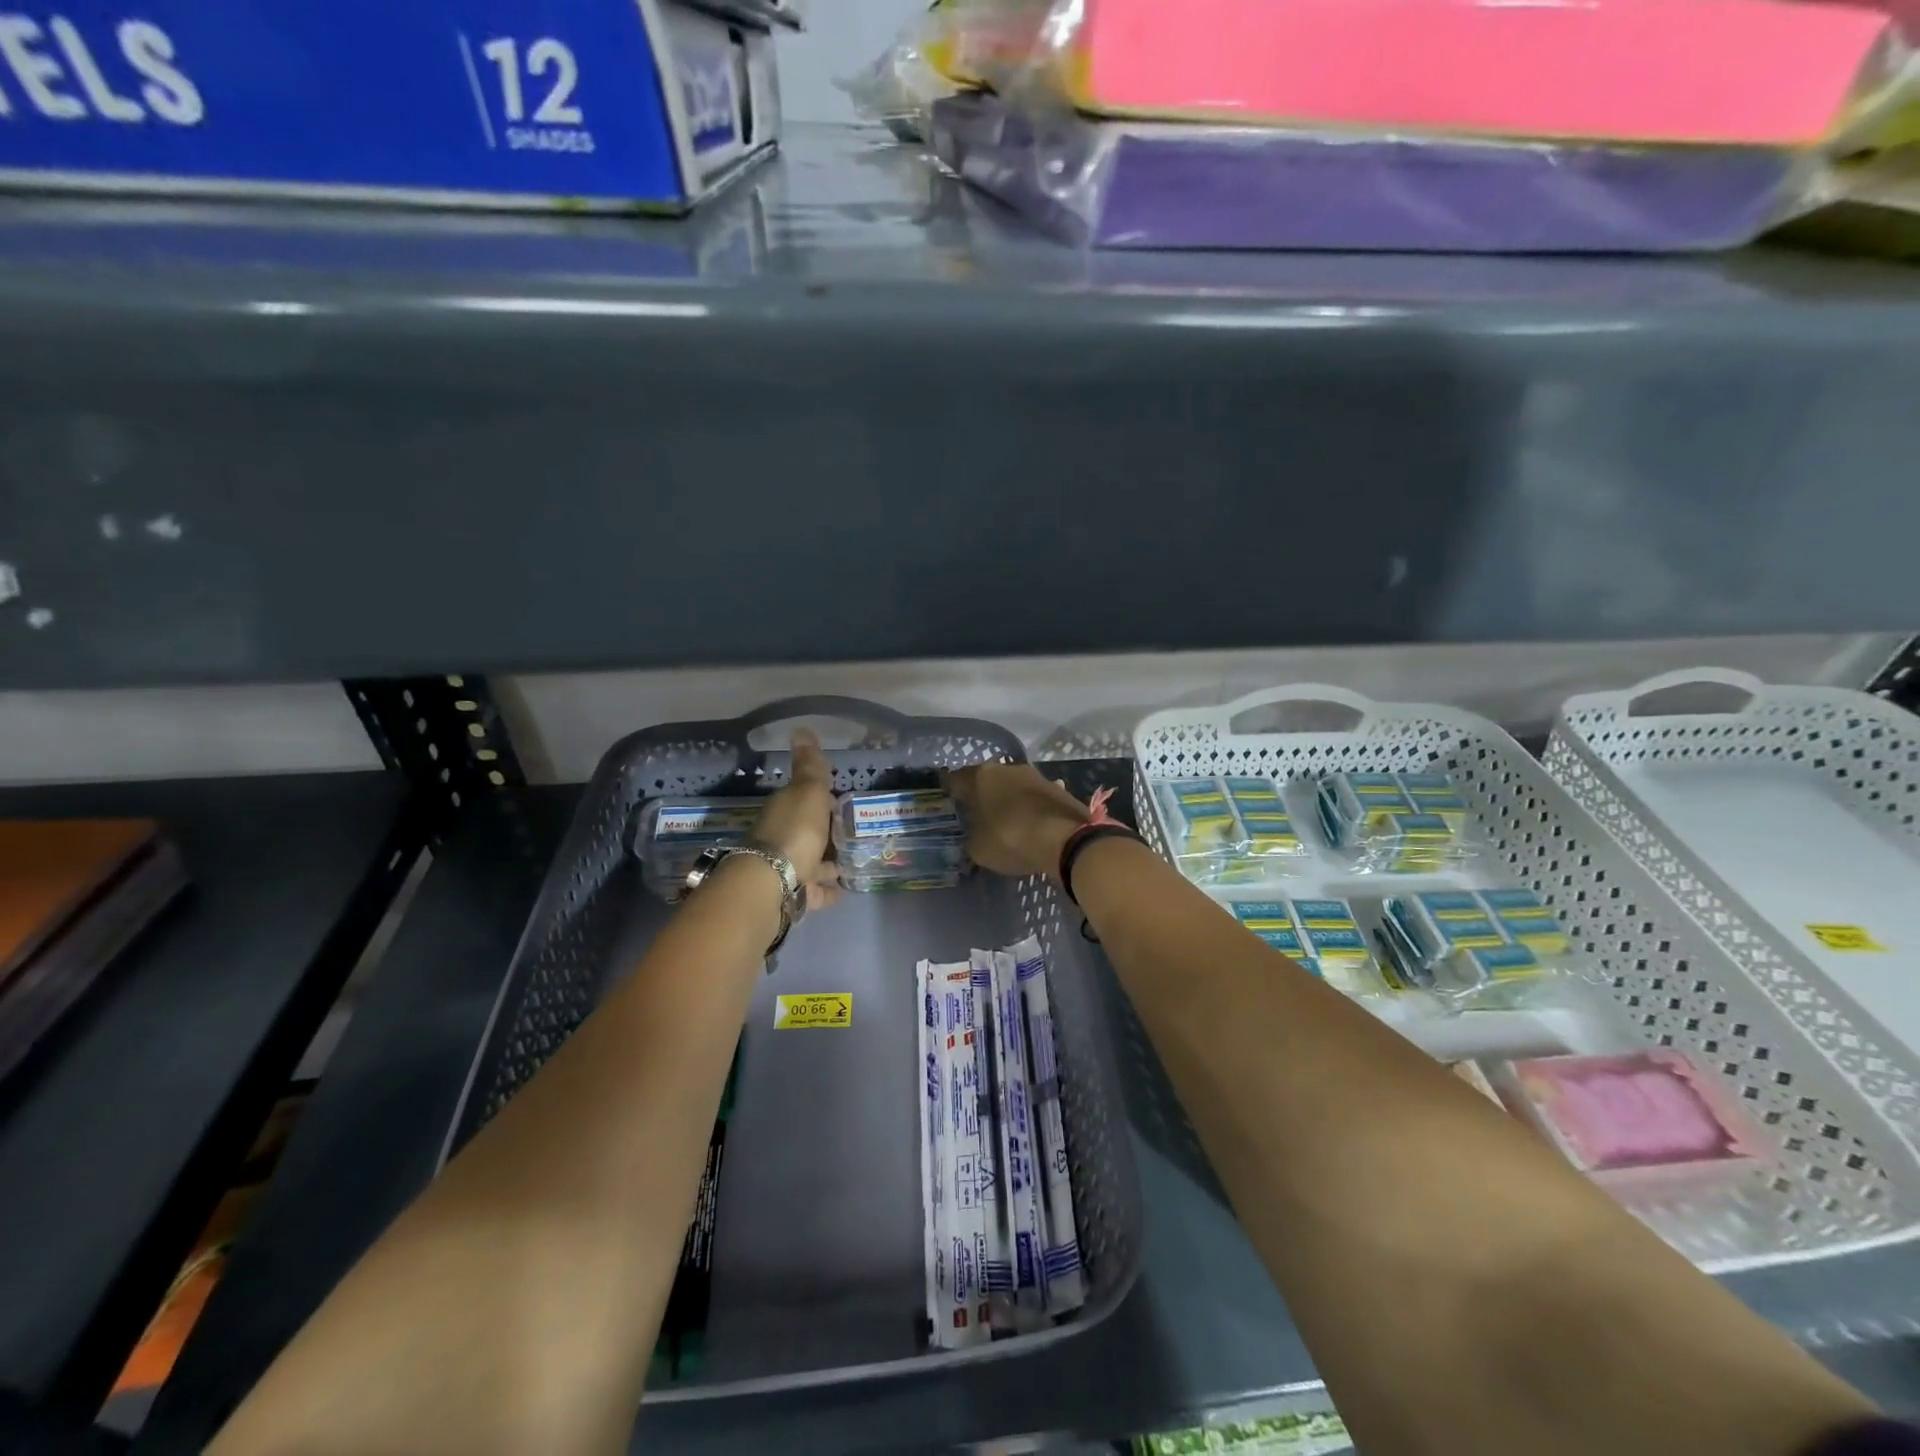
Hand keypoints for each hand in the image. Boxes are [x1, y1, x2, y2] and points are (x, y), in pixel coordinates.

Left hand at [752, 731, 840, 909]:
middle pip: (806, 833)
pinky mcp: (792, 896)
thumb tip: (801, 729)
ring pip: (809, 863)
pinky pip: (813, 891)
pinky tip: (842, 891)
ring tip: (849, 864)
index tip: (839, 802)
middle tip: (848, 835)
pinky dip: (826, 890)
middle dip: (823, 834)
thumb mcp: (808, 792)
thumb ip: (809, 766)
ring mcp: (785, 869)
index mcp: (784, 810)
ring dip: (825, 863)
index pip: (802, 801)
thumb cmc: (795, 831)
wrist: (772, 883)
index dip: (820, 800)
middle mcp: (780, 838)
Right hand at [943, 763, 1090, 879]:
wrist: (1067, 839)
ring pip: (1012, 787)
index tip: (946, 804)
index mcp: (981, 776)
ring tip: (1003, 820)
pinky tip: (1029, 825)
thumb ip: (970, 840)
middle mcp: (1007, 768)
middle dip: (980, 795)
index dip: (949, 792)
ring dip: (1007, 800)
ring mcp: (1035, 776)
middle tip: (974, 814)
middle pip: (986, 780)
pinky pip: (1033, 798)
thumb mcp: (979, 849)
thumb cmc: (1011, 838)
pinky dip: (1028, 808)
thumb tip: (972, 838)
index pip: (955, 780)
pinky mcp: (1057, 789)